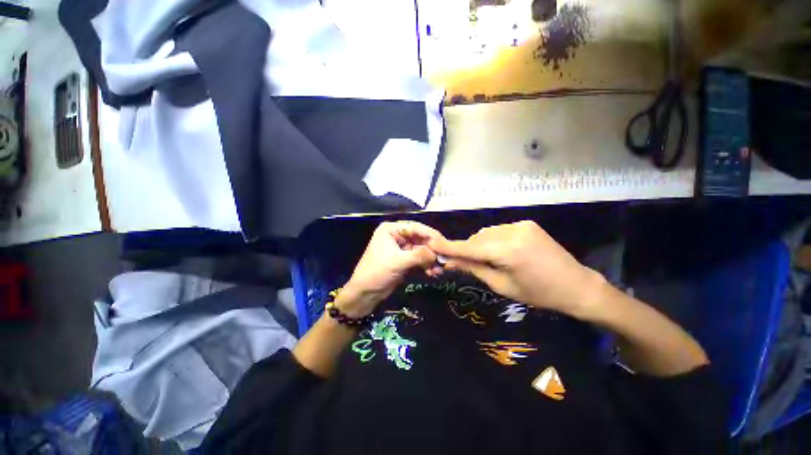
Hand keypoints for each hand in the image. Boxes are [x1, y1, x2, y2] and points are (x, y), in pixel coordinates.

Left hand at [338, 221, 444, 316]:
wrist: (365, 294)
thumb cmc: (376, 272)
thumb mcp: (397, 262)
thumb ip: (419, 255)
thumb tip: (437, 254)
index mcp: (391, 229)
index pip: (414, 227)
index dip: (430, 234)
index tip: (443, 243)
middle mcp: (396, 236)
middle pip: (419, 238)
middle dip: (431, 249)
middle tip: (443, 257)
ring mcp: (401, 248)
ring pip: (421, 249)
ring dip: (430, 259)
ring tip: (438, 268)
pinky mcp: (404, 260)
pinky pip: (419, 259)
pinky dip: (426, 265)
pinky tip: (433, 272)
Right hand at [429, 221, 606, 318]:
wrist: (576, 285)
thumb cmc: (538, 294)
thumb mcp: (502, 286)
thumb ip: (475, 269)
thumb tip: (451, 260)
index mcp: (508, 250)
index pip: (470, 247)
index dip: (449, 246)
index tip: (432, 244)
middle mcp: (512, 231)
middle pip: (477, 238)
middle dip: (467, 249)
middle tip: (462, 263)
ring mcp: (520, 224)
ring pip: (486, 233)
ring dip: (479, 245)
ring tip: (487, 259)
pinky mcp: (526, 223)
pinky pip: (498, 231)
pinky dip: (492, 240)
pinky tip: (500, 252)